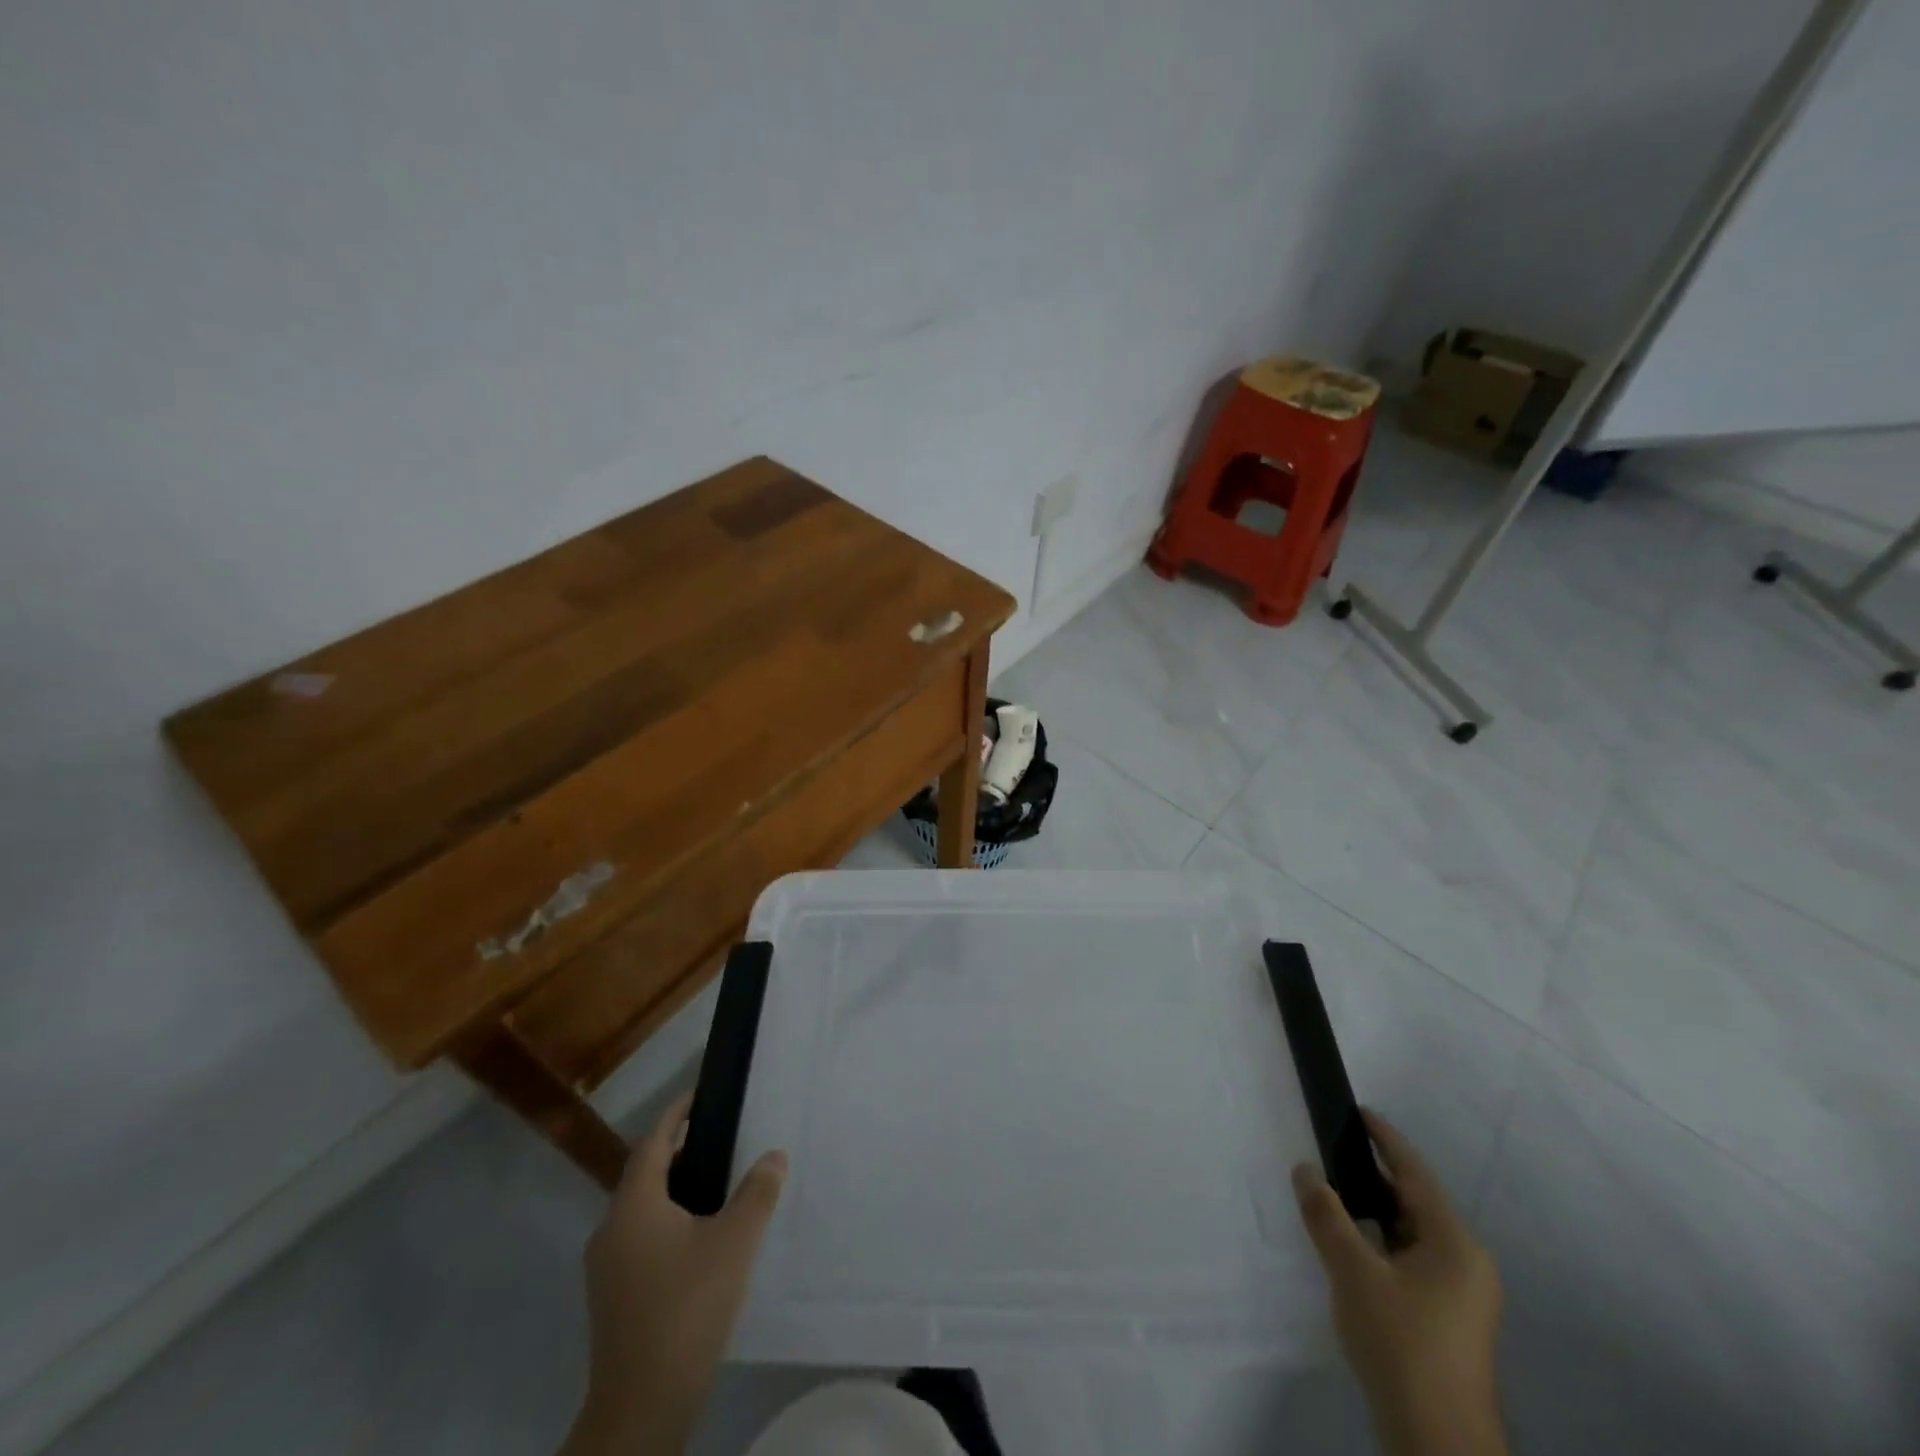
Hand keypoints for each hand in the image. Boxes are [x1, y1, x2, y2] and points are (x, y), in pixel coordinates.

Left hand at [565, 1092, 786, 1455]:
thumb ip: (757, 1193)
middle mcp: (611, 1229)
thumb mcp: (735, 1243)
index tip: (700, 1094)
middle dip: (679, 1151)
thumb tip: (774, 1155)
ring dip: (674, 1189)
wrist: (641, 1406)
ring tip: (716, 1183)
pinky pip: (640, 1238)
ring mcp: (607, 1268)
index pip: (653, 1142)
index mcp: (634, 1206)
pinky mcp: (613, 1298)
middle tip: (720, 1137)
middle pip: (644, 1174)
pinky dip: (667, 1221)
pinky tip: (699, 1237)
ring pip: (641, 1209)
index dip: (675, 1114)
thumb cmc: (687, 1308)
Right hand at [1292, 1110, 1505, 1455]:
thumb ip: (1326, 1215)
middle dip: (1375, 1175)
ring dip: (1376, 1211)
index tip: (1359, 1111)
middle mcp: (1468, 1263)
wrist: (1438, 1443)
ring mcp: (1463, 1296)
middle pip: (1416, 1203)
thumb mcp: (1353, 1272)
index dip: (1385, 1139)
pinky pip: (1413, 1260)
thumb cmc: (1402, 1344)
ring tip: (1336, 1191)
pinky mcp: (1450, 1321)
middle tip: (1334, 1148)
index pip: (1415, 1174)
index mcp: (1455, 1244)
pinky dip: (1383, 1241)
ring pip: (1413, 1234)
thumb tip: (1306, 1170)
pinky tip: (1354, 1245)